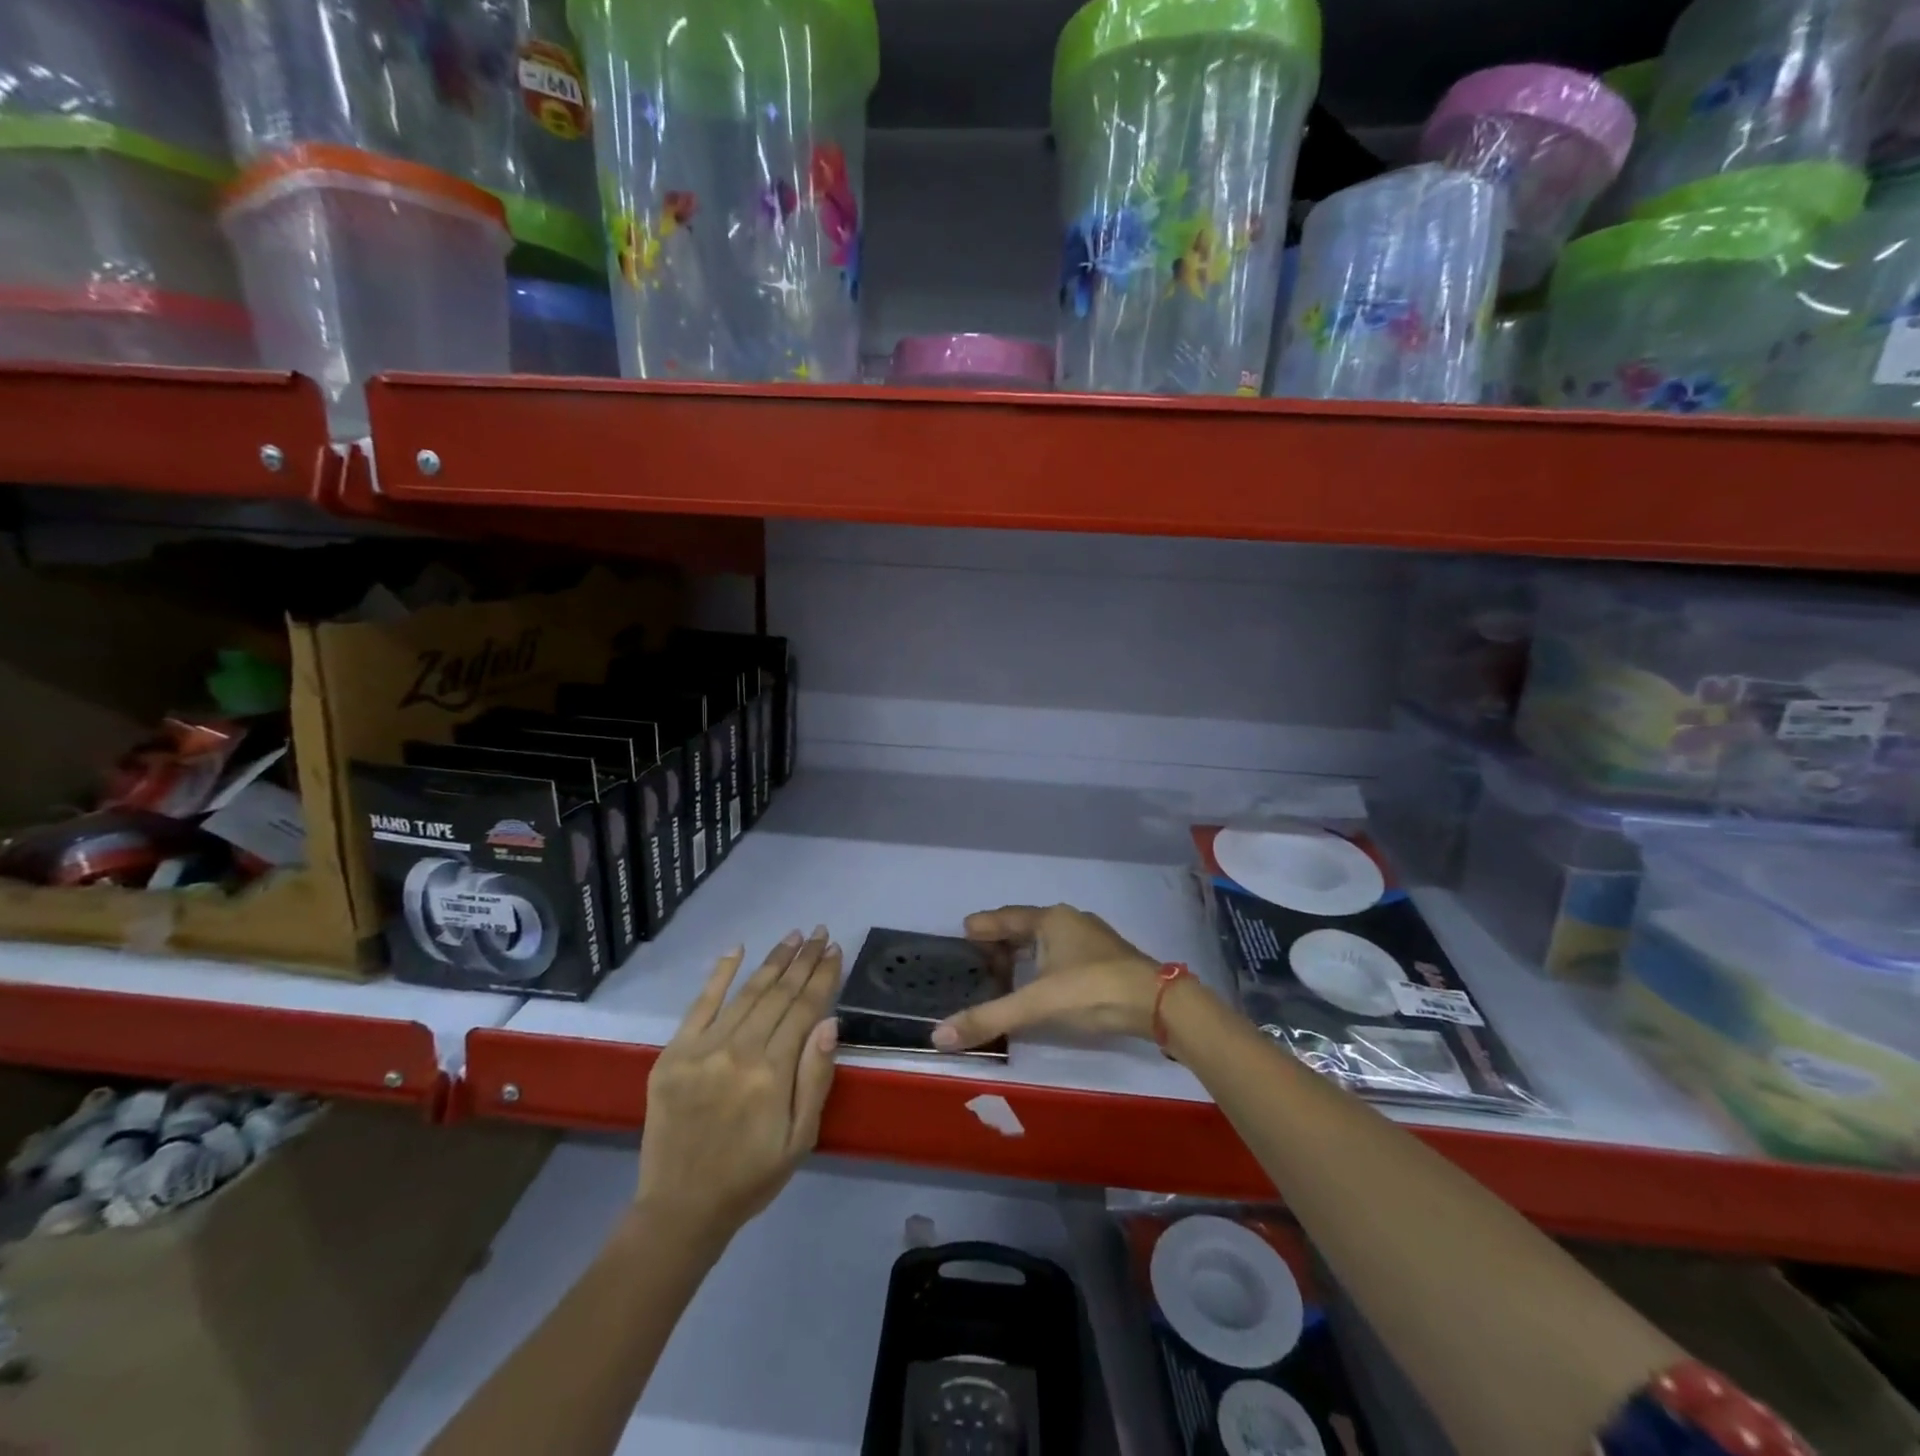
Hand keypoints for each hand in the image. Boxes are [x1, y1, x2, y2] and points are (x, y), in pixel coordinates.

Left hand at [636, 928, 842, 1242]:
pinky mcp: (673, 1053)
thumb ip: (815, 1079)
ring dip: (772, 961)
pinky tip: (736, 949)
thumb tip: (829, 1023)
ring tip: (792, 937)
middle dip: (803, 960)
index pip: (805, 1009)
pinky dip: (719, 975)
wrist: (680, 1208)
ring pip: (746, 993)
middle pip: (778, 994)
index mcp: (772, 1073)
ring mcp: (702, 1049)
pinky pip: (700, 1005)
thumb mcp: (800, 1139)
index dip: (823, 976)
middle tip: (819, 932)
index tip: (835, 950)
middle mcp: (738, 1051)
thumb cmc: (751, 1176)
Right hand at [931, 904, 1164, 1052]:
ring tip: (1005, 967)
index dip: (984, 925)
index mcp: (1051, 920)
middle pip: (1027, 926)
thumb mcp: (1036, 1004)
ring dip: (1025, 951)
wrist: (1157, 1003)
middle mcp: (1070, 921)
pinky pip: (1064, 953)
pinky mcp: (1108, 958)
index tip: (964, 930)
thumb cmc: (1092, 991)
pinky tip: (1043, 980)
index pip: (1007, 918)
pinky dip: (1045, 962)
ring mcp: (1092, 938)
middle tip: (978, 954)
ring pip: (1048, 939)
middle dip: (1002, 939)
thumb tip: (938, 1036)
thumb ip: (989, 1018)